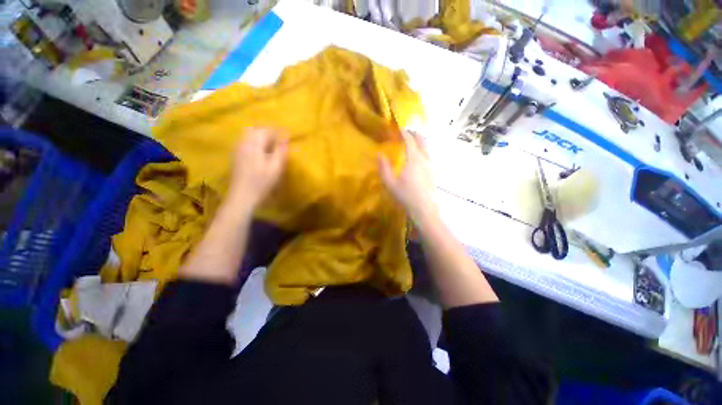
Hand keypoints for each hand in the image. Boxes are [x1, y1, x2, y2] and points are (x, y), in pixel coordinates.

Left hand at [228, 127, 288, 210]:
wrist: (242, 196)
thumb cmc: (261, 183)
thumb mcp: (275, 168)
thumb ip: (280, 152)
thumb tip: (286, 139)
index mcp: (253, 145)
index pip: (265, 130)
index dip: (277, 131)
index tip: (287, 135)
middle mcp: (243, 144)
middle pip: (255, 129)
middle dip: (268, 132)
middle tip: (279, 140)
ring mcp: (238, 150)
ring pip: (248, 135)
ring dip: (261, 137)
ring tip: (272, 146)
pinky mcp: (236, 157)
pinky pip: (245, 142)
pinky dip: (255, 142)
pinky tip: (261, 153)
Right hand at [378, 131, 438, 227]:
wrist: (424, 209)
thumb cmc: (405, 196)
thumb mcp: (390, 184)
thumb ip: (384, 168)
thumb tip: (379, 154)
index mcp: (414, 159)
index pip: (410, 140)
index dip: (404, 132)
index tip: (398, 128)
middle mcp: (425, 158)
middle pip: (422, 139)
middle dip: (414, 134)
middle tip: (405, 134)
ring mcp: (432, 165)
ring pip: (427, 147)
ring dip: (419, 141)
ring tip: (411, 144)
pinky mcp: (434, 171)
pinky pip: (429, 155)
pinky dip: (423, 150)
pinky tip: (418, 158)